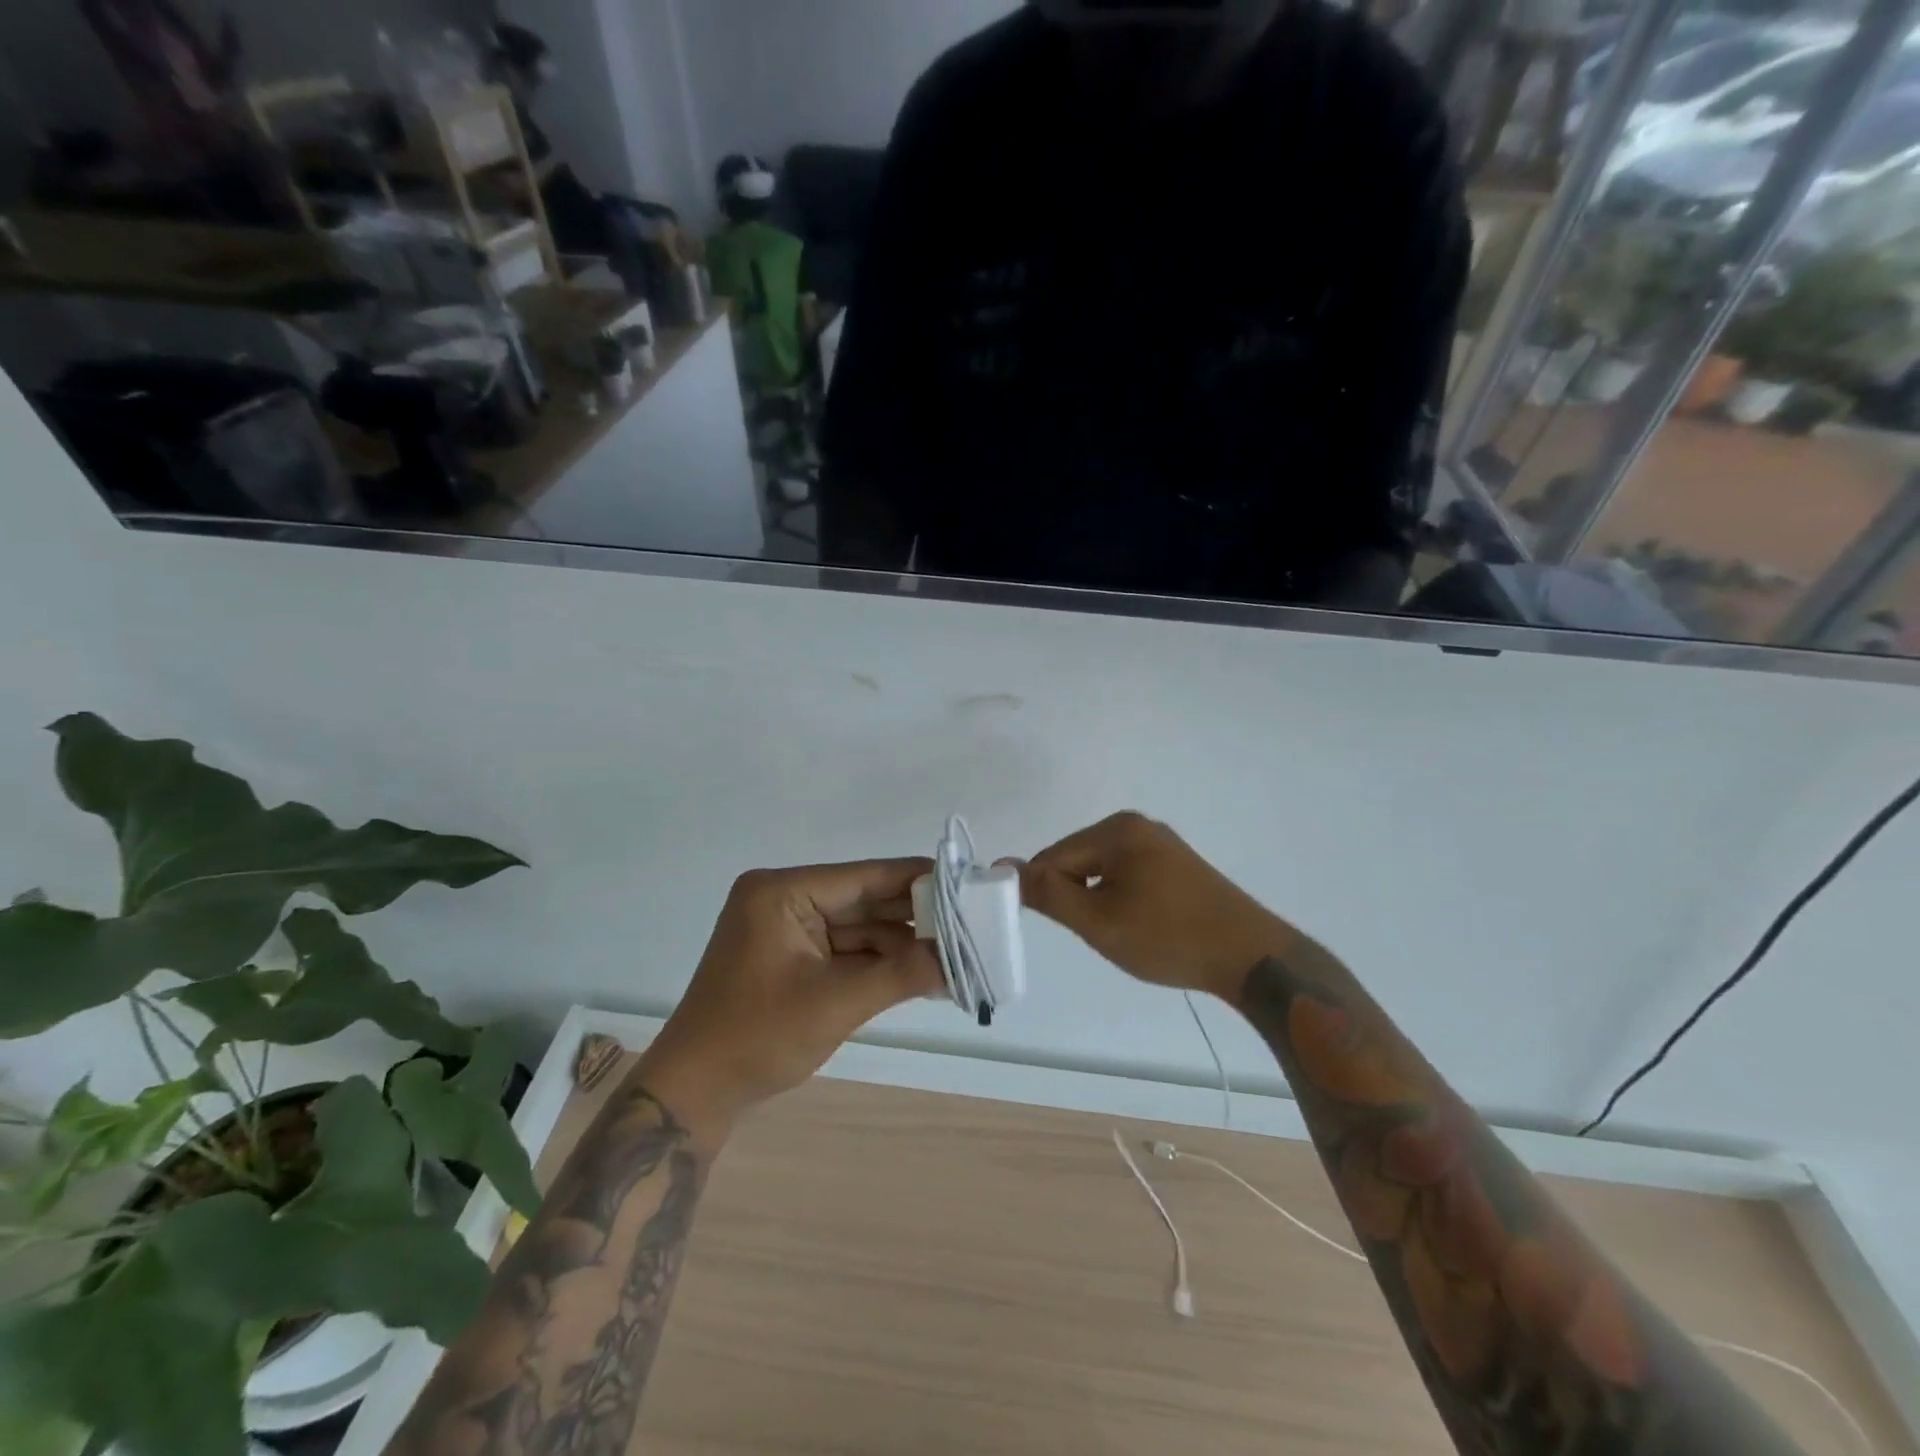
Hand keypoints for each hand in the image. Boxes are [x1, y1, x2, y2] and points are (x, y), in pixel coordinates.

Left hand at [636, 860, 942, 1138]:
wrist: (696, 1093)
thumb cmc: (757, 1038)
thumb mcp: (835, 1003)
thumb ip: (901, 974)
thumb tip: (960, 959)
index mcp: (783, 892)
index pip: (864, 877)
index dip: (917, 880)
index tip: (967, 884)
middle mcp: (786, 899)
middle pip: (864, 901)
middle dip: (914, 917)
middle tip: (972, 924)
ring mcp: (789, 929)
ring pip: (860, 928)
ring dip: (902, 944)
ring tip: (957, 952)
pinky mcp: (793, 957)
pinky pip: (847, 950)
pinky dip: (880, 962)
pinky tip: (923, 970)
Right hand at [1018, 813, 1289, 1005]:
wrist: (1251, 956)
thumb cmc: (1168, 937)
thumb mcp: (1098, 921)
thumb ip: (1048, 893)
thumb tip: (1004, 866)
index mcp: (1116, 830)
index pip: (1054, 856)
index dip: (1044, 892)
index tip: (1053, 925)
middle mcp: (1137, 825)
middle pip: (1078, 858)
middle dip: (1075, 895)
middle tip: (1096, 934)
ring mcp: (1161, 842)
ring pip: (1102, 869)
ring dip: (1097, 899)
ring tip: (1121, 933)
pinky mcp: (1177, 863)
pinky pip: (1128, 874)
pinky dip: (1121, 898)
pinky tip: (1140, 924)